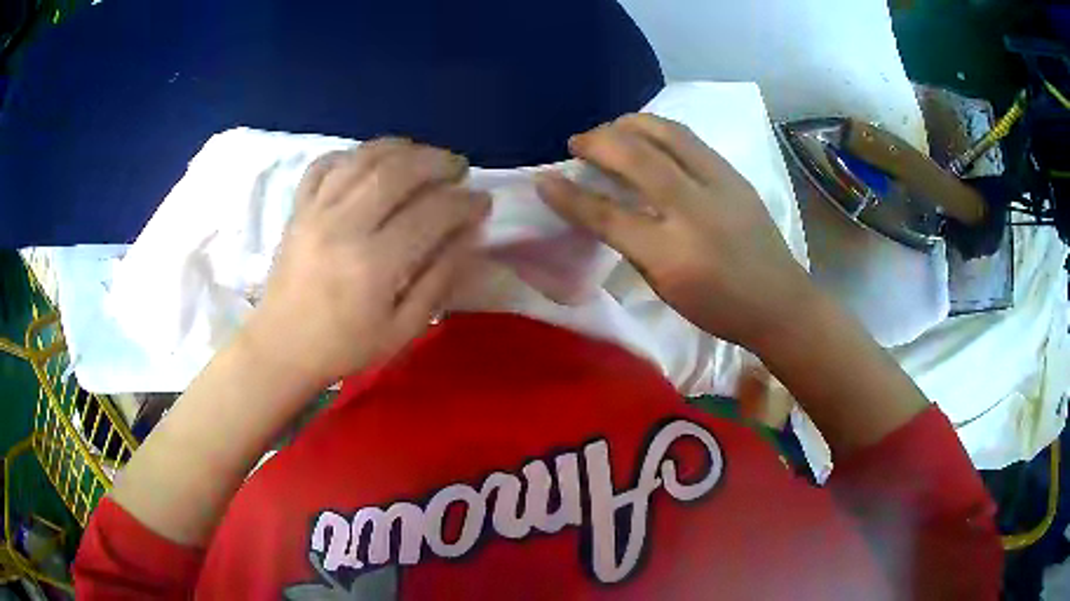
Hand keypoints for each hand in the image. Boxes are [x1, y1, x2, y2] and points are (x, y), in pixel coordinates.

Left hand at [243, 139, 490, 387]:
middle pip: (398, 171)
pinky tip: (369, 162)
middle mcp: (344, 225)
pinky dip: (351, 154)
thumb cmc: (344, 347)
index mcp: (374, 264)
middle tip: (458, 169)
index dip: (465, 202)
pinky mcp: (298, 208)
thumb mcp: (402, 330)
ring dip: (401, 149)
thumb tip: (467, 236)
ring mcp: (316, 211)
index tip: (482, 201)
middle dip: (438, 162)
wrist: (281, 347)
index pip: (431, 214)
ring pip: (364, 158)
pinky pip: (324, 164)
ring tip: (423, 156)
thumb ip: (437, 281)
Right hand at [536, 114, 814, 351]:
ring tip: (611, 128)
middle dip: (598, 142)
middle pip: (637, 159)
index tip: (544, 179)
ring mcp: (720, 186)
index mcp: (672, 255)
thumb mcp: (666, 290)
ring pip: (667, 134)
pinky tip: (647, 134)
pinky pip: (689, 139)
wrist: (780, 301)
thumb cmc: (719, 308)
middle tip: (578, 142)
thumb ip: (633, 247)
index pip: (609, 216)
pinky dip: (659, 130)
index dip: (570, 196)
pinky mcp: (735, 175)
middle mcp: (695, 211)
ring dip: (630, 124)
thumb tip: (604, 210)